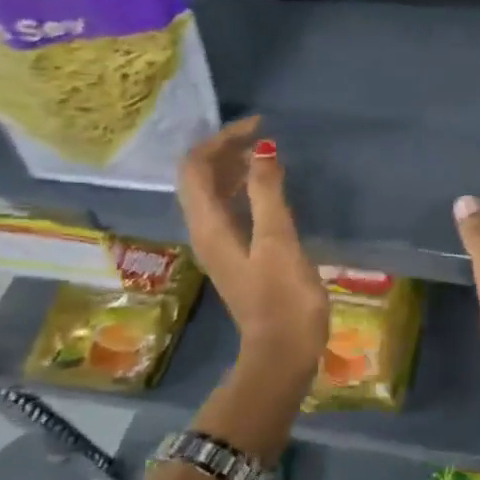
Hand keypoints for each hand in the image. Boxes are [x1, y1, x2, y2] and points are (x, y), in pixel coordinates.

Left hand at [177, 117, 328, 377]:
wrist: (283, 352)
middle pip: (200, 178)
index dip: (221, 140)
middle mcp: (204, 232)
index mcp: (208, 226)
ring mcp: (219, 246)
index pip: (196, 168)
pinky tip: (268, 189)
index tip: (258, 126)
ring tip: (266, 154)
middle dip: (226, 150)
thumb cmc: (283, 298)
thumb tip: (262, 149)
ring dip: (233, 169)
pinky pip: (229, 210)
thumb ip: (267, 193)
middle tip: (263, 136)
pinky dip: (243, 190)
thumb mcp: (278, 241)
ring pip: (213, 194)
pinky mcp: (236, 257)